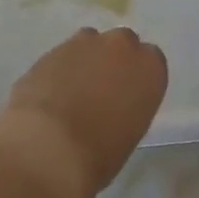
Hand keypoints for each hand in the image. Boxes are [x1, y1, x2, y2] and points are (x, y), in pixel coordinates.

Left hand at [0, 27, 167, 197]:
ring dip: (85, 62)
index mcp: (149, 68)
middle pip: (121, 45)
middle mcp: (120, 46)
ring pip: (90, 45)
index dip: (138, 77)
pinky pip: (63, 55)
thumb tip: (111, 108)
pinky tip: (50, 96)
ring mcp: (83, 43)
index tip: (129, 96)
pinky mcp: (51, 49)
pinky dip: (59, 70)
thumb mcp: (128, 135)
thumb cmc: (98, 154)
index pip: (151, 60)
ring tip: (72, 94)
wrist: (47, 147)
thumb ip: (126, 108)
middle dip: (113, 61)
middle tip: (101, 92)